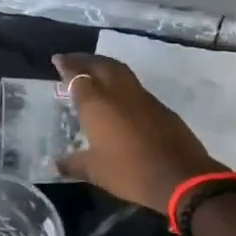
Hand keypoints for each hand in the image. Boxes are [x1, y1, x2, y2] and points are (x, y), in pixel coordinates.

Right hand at [51, 53, 220, 213]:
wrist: (180, 176)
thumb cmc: (130, 172)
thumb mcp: (95, 171)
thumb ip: (73, 163)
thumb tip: (55, 164)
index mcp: (97, 104)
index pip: (78, 77)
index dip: (66, 67)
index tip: (57, 59)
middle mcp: (118, 92)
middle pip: (100, 65)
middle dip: (84, 59)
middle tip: (72, 59)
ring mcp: (142, 97)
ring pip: (119, 70)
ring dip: (104, 65)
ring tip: (93, 69)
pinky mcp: (159, 106)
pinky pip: (134, 85)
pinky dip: (120, 81)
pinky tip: (117, 94)